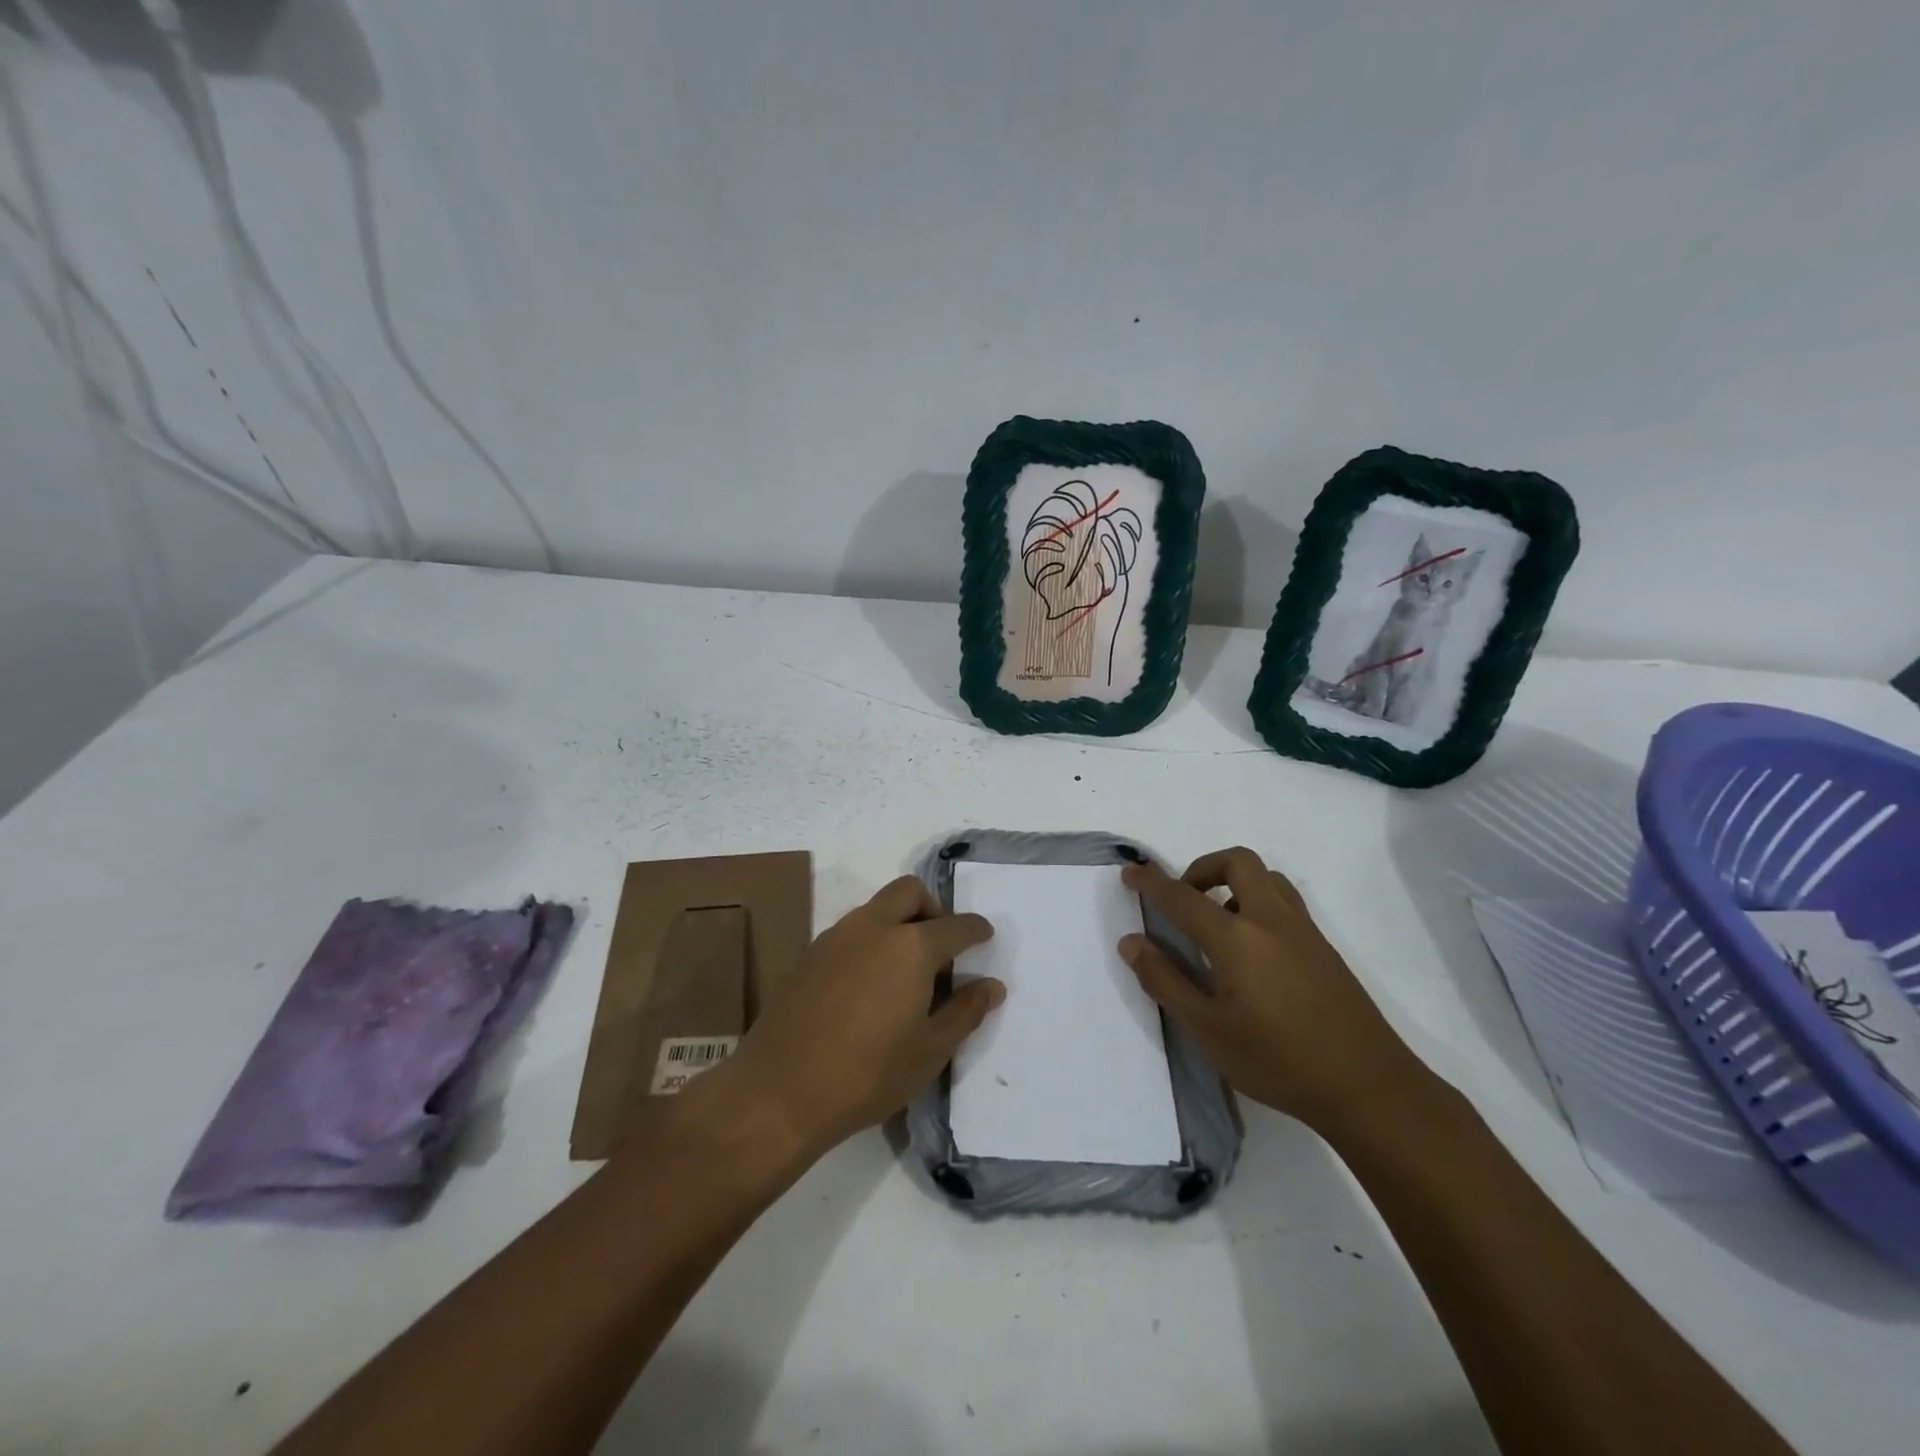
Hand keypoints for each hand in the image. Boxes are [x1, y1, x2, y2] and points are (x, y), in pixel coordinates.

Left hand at [696, 876, 1001, 1161]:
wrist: (778, 1091)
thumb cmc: (867, 1074)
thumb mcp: (930, 1051)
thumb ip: (965, 1012)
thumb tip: (992, 986)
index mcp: (911, 946)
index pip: (955, 926)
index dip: (976, 929)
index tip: (985, 936)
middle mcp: (873, 927)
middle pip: (909, 891)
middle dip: (932, 908)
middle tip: (941, 947)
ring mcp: (836, 936)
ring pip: (876, 907)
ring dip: (899, 922)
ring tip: (905, 971)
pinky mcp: (809, 954)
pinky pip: (851, 929)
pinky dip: (870, 939)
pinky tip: (868, 985)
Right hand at [1121, 847, 1420, 1131]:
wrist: (1368, 1088)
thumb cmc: (1277, 1061)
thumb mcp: (1208, 1030)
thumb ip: (1165, 981)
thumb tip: (1131, 943)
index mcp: (1237, 938)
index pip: (1183, 897)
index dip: (1151, 883)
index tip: (1131, 872)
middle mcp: (1271, 920)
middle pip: (1237, 862)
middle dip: (1202, 867)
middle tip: (1184, 899)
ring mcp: (1303, 931)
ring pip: (1267, 878)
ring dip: (1234, 882)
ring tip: (1218, 924)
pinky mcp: (1324, 948)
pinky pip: (1284, 902)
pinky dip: (1258, 902)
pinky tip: (1252, 952)